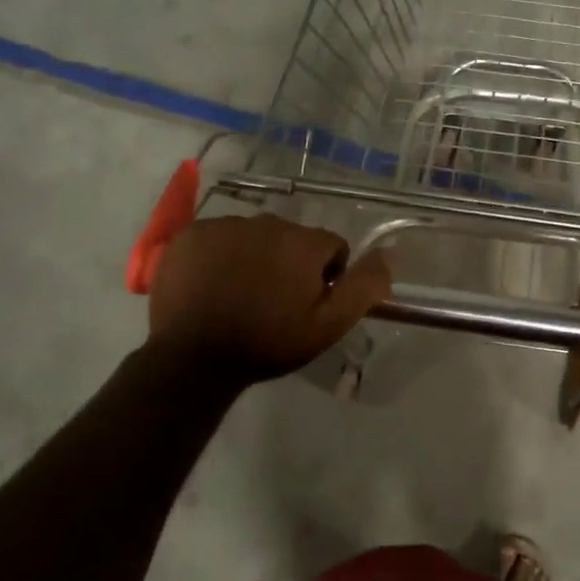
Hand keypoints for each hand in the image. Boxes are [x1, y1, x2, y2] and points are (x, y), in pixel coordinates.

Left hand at [148, 215, 391, 384]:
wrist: (193, 358)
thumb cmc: (267, 343)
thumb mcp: (328, 325)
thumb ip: (363, 288)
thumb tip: (388, 255)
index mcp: (303, 243)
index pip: (331, 247)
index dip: (327, 276)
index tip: (307, 304)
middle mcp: (267, 222)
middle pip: (292, 238)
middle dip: (289, 263)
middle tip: (272, 302)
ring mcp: (225, 225)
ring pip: (254, 236)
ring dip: (254, 257)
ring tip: (239, 295)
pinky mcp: (191, 234)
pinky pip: (218, 237)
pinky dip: (219, 255)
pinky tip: (211, 285)